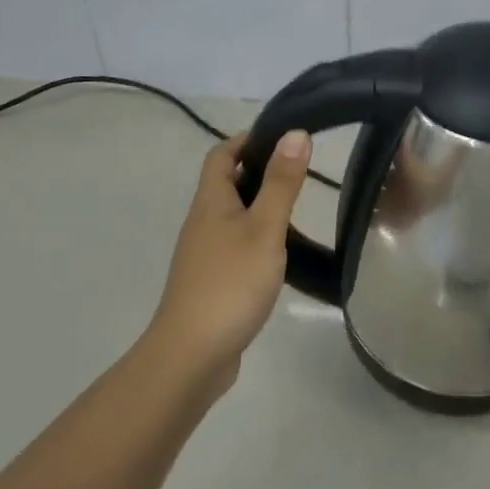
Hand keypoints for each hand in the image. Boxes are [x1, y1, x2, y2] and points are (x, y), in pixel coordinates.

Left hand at [147, 129, 311, 399]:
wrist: (191, 355)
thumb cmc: (230, 282)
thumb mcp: (264, 228)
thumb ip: (281, 182)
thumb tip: (295, 133)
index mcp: (211, 202)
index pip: (221, 155)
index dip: (246, 139)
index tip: (281, 136)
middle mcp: (202, 222)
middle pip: (226, 183)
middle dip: (258, 170)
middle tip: (298, 170)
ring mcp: (204, 254)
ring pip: (232, 216)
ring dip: (259, 205)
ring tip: (297, 209)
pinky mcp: (211, 282)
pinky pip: (235, 245)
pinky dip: (257, 237)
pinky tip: (279, 253)